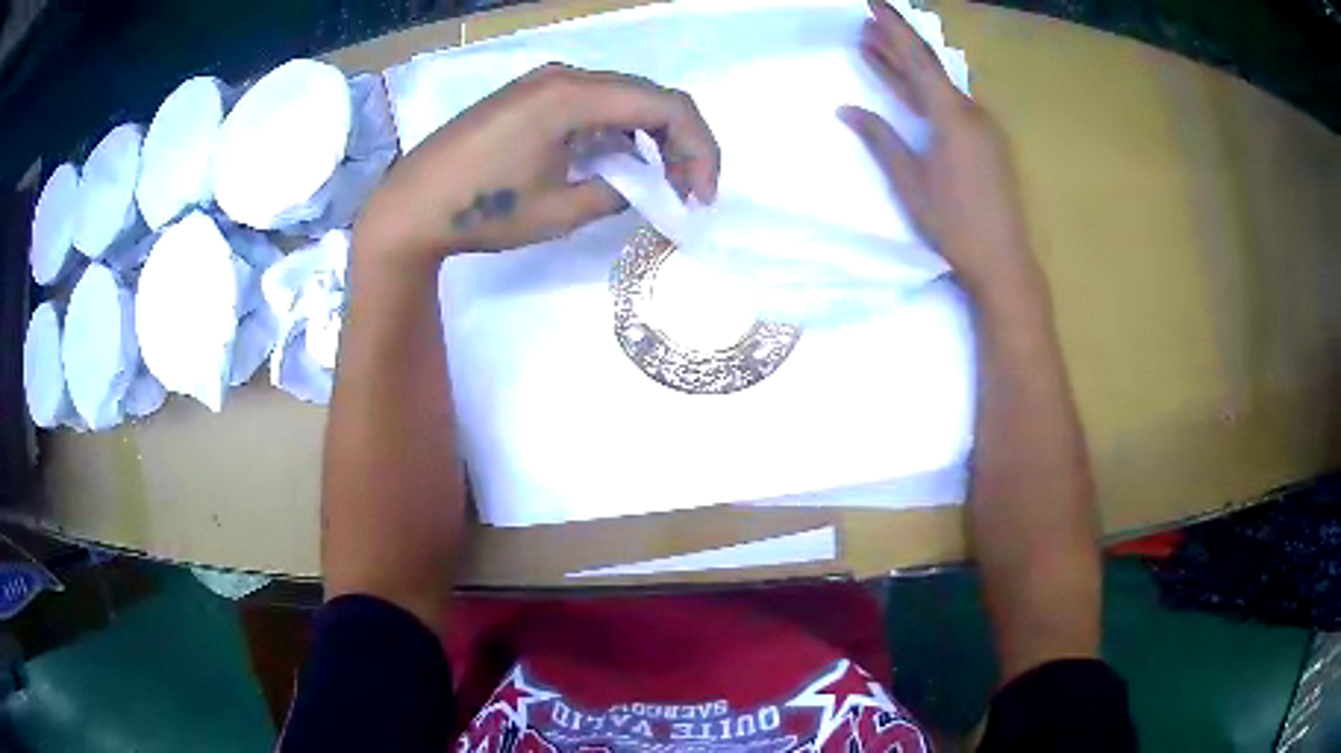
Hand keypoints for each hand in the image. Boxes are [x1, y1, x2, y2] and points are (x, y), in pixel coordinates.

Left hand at [355, 63, 719, 262]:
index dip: (699, 150)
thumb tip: (642, 185)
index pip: (667, 106)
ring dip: (649, 137)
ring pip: (622, 99)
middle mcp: (564, 77)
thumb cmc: (481, 210)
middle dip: (681, 144)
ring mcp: (544, 83)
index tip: (702, 196)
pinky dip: (616, 132)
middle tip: (687, 193)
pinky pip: (591, 105)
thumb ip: (617, 192)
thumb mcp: (560, 211)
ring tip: (658, 184)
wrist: (410, 206)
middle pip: (649, 97)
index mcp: (574, 96)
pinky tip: (616, 163)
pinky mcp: (529, 97)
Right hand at [840, 0, 1039, 296]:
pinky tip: (909, 89)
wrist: (1003, 259)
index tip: (873, 2)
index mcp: (952, 116)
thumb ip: (881, 139)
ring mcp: (982, 127)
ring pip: (939, 87)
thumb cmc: (953, 223)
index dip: (894, 28)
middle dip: (896, 44)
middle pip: (929, 68)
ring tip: (874, 49)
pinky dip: (925, 92)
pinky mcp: (986, 143)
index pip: (918, 58)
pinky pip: (951, 105)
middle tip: (864, 25)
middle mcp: (971, 112)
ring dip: (908, 69)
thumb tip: (848, 109)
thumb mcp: (910, 181)